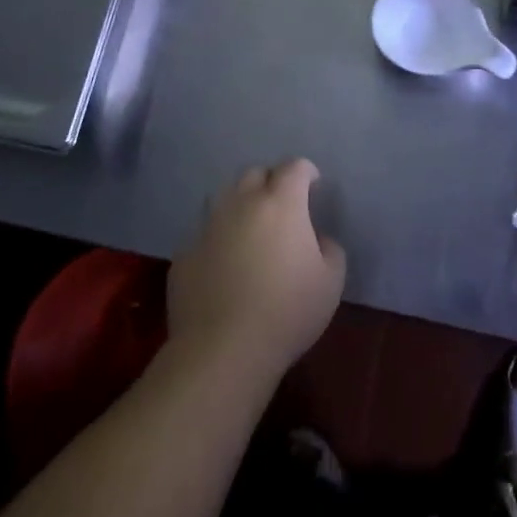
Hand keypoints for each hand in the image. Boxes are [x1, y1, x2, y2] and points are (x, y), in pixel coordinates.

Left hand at [168, 159, 346, 379]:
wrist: (223, 349)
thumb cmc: (287, 312)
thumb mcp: (331, 283)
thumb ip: (330, 249)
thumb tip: (318, 239)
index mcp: (281, 203)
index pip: (294, 167)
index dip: (306, 171)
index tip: (312, 184)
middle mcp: (241, 203)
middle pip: (255, 173)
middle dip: (270, 181)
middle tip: (281, 205)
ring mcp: (208, 225)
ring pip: (224, 198)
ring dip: (240, 205)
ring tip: (250, 228)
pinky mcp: (185, 251)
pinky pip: (204, 233)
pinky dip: (217, 238)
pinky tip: (223, 262)